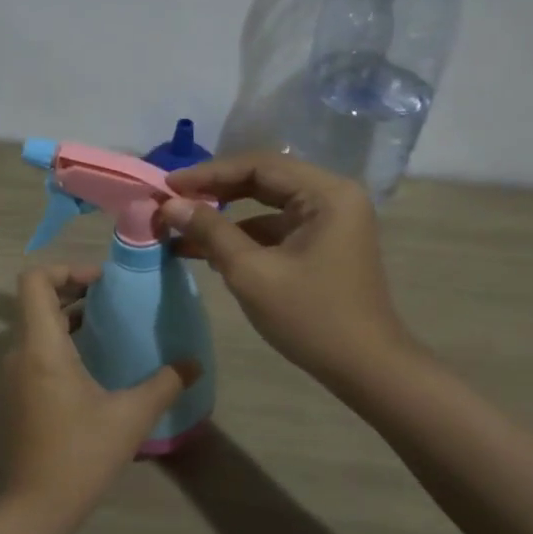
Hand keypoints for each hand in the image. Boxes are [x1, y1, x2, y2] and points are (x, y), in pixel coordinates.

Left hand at [2, 266, 196, 517]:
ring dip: (68, 317)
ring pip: (36, 326)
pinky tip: (95, 362)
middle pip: (35, 300)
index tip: (101, 282)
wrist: (35, 507)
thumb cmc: (80, 456)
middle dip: (73, 290)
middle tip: (112, 299)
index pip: (34, 281)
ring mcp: (14, 375)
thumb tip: (194, 364)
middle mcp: (20, 353)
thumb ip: (165, 384)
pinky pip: (36, 350)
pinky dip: (61, 341)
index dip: (65, 269)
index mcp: (41, 348)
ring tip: (109, 325)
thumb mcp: (131, 417)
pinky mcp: (17, 394)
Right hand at [159, 153, 414, 384]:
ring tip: (180, 229)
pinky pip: (276, 229)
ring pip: (266, 206)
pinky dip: (243, 237)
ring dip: (225, 217)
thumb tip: (170, 204)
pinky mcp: (323, 244)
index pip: (258, 165)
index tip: (168, 185)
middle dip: (214, 192)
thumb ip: (210, 231)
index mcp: (326, 193)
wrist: (364, 368)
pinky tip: (208, 252)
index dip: (209, 173)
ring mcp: (330, 221)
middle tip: (172, 202)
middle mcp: (333, 196)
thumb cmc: (310, 317)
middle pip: (263, 181)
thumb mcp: (251, 272)